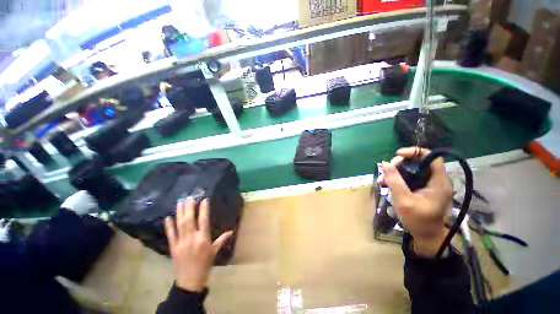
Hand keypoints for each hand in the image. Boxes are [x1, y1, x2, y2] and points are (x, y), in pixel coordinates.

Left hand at [164, 198, 232, 291]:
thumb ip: (222, 239)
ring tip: (180, 202)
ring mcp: (180, 243)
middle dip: (189, 208)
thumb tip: (232, 231)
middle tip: (189, 197)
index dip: (204, 209)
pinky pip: (170, 235)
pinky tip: (168, 217)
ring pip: (180, 225)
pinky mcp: (173, 247)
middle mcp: (191, 238)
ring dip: (179, 213)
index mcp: (203, 239)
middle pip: (189, 220)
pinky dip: (169, 226)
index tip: (204, 200)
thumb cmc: (205, 264)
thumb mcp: (215, 251)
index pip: (203, 220)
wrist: (189, 281)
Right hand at [378, 147, 452, 256]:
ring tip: (382, 180)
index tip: (397, 154)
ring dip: (396, 172)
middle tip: (386, 171)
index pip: (431, 157)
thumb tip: (384, 163)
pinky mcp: (424, 189)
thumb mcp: (404, 200)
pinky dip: (398, 179)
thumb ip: (394, 181)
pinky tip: (387, 184)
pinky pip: (410, 178)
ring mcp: (430, 185)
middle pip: (419, 162)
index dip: (414, 152)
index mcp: (438, 182)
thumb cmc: (418, 220)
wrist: (426, 236)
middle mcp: (436, 180)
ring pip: (412, 170)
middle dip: (400, 164)